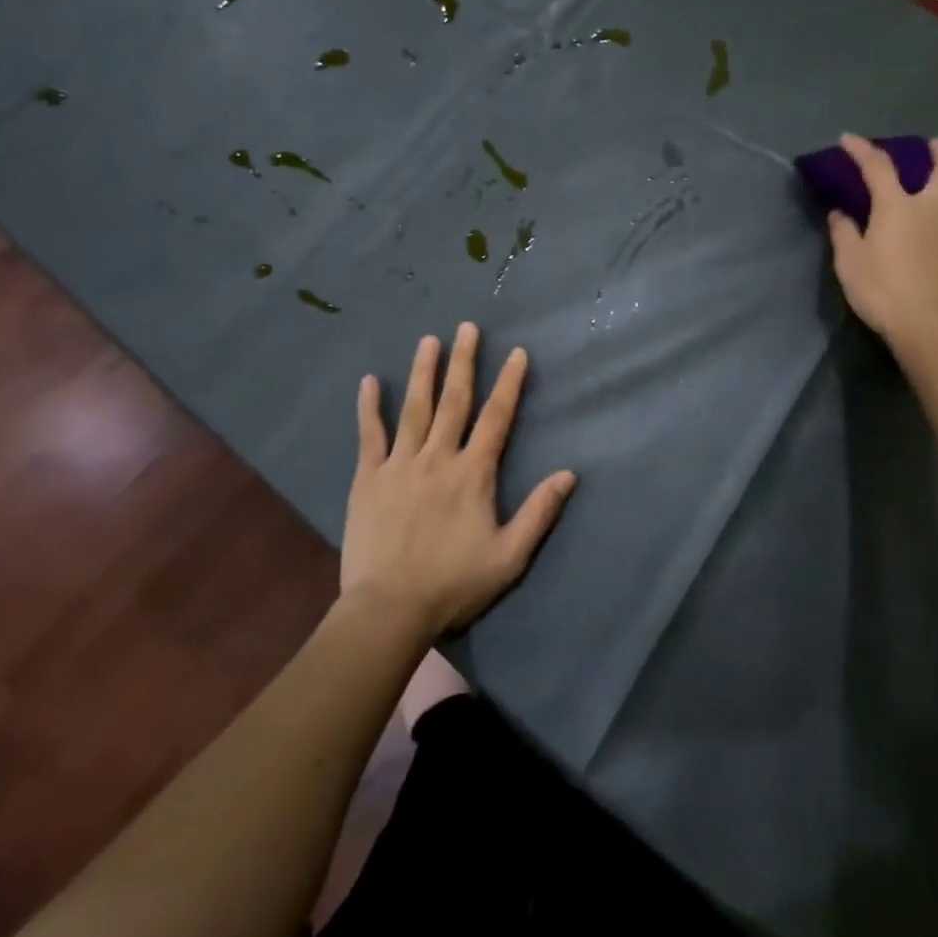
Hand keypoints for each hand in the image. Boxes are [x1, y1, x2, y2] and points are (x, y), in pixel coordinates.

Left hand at [340, 322, 576, 638]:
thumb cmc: (455, 584)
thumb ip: (540, 512)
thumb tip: (569, 474)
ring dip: (423, 372)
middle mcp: (438, 458)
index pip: (497, 418)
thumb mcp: (510, 556)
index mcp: (474, 474)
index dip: (509, 384)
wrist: (390, 609)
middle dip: (464, 362)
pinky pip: (370, 435)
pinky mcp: (367, 479)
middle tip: (467, 327)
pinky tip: (370, 381)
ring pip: (414, 409)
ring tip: (429, 340)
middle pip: (454, 401)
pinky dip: (370, 407)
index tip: (517, 353)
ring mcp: (399, 465)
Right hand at [827, 135, 937, 353]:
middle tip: (936, 147)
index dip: (862, 150)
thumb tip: (839, 213)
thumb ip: (844, 234)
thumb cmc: (882, 291)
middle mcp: (937, 210)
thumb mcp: (849, 263)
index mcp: (898, 208)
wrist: (929, 326)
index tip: (849, 139)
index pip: (878, 168)